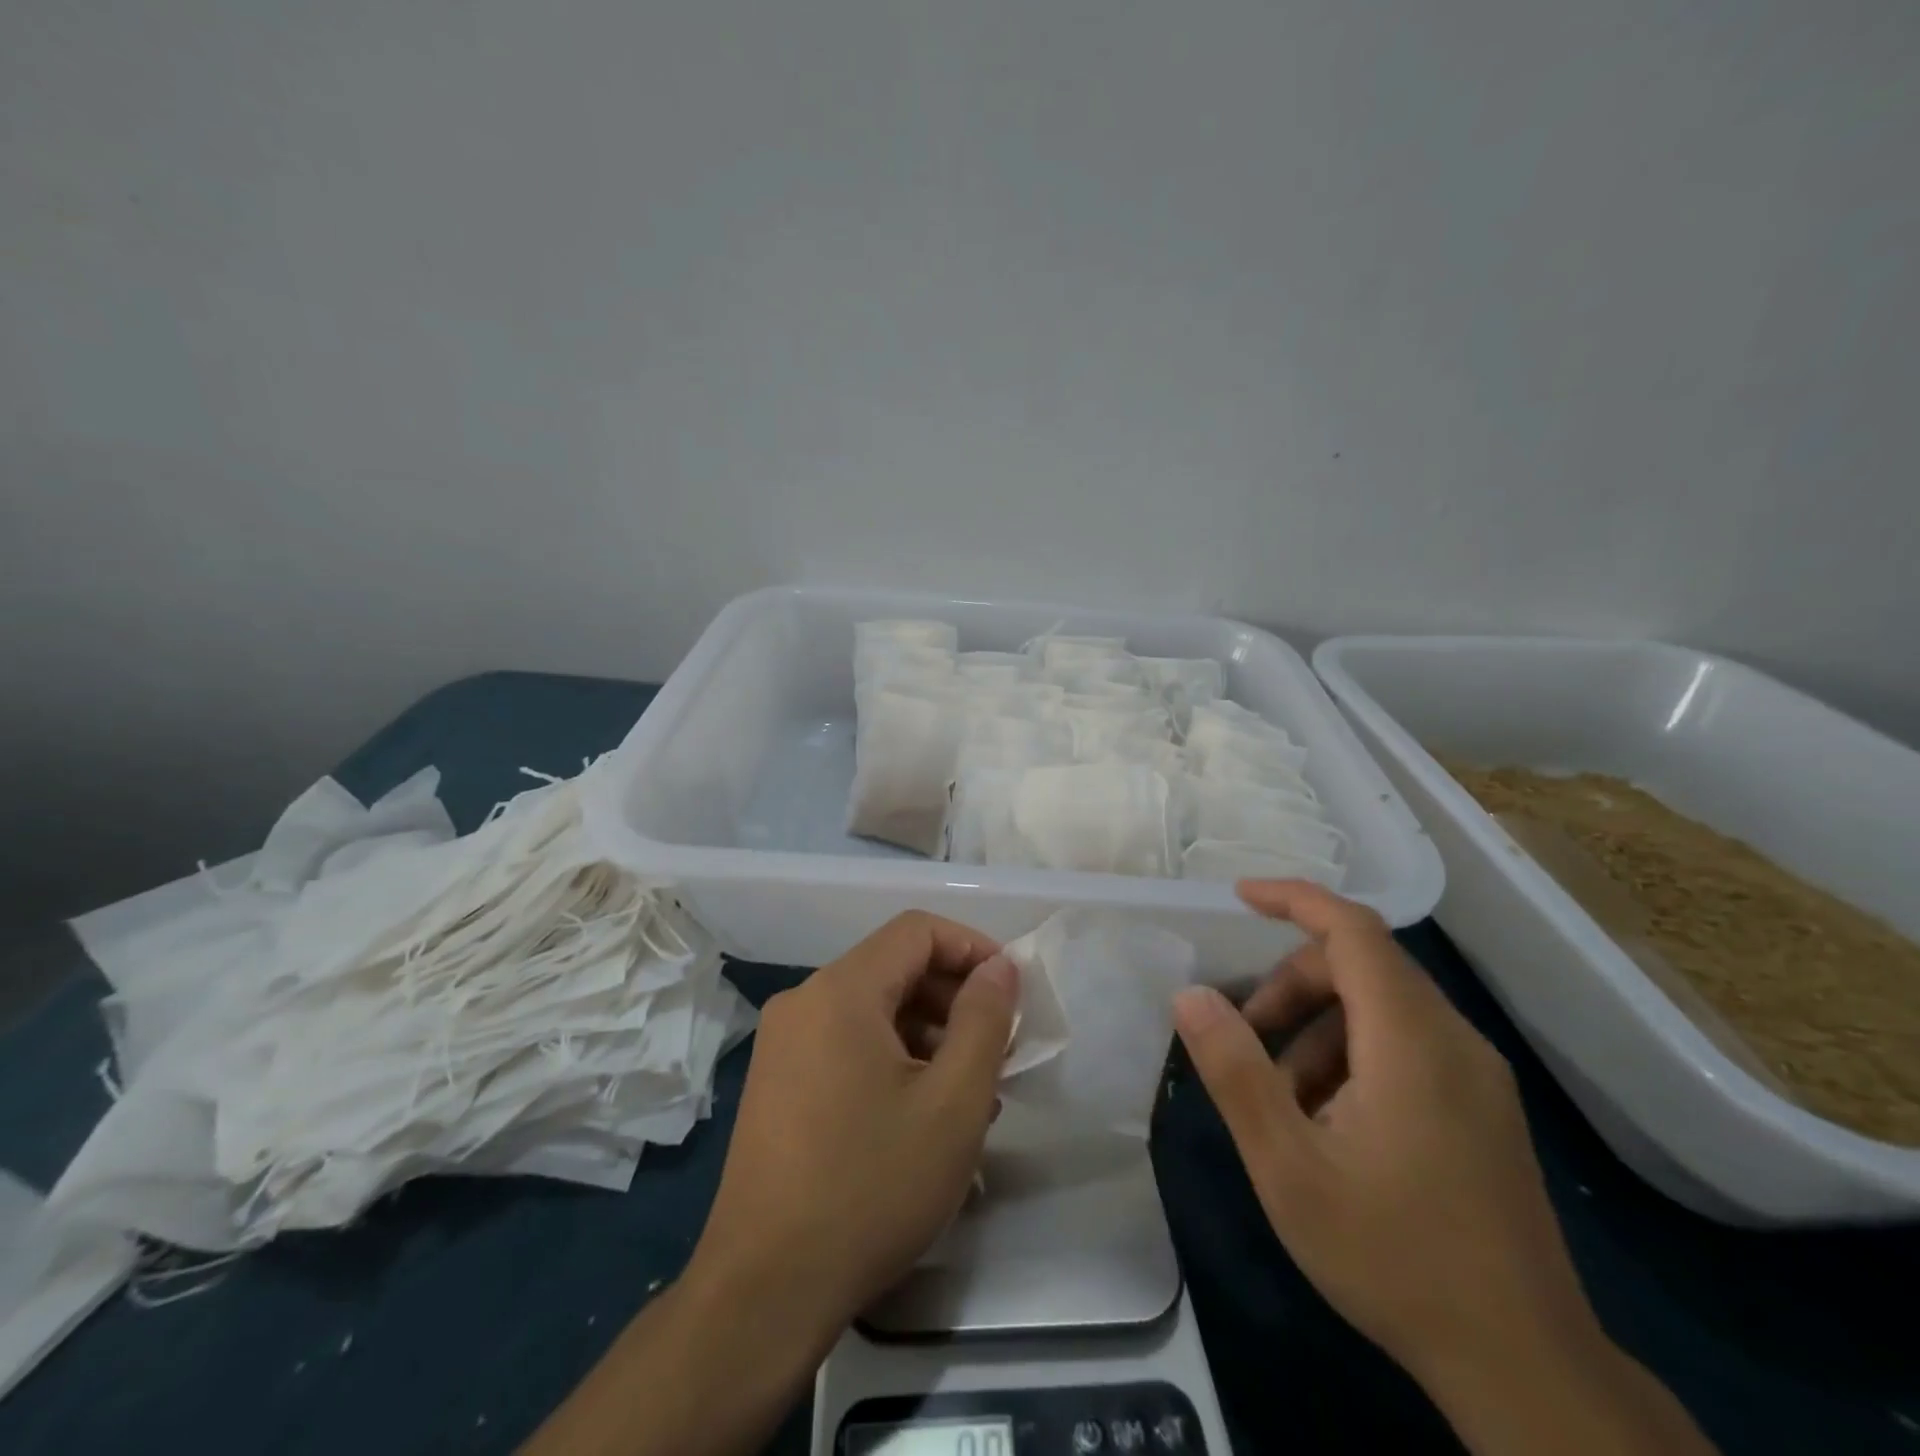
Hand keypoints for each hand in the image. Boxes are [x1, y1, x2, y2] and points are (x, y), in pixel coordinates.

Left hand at [691, 911, 1017, 1336]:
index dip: (972, 948)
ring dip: (927, 1035)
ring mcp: (783, 1043)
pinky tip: (922, 1113)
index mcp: (841, 990)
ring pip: (872, 1010)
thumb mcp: (952, 1103)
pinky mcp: (777, 1082)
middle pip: (894, 968)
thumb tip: (999, 966)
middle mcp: (804, 1001)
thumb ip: (983, 1020)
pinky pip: (846, 1044)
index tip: (1010, 992)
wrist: (763, 1291)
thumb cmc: (871, 1186)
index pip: (917, 931)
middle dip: (953, 999)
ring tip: (970, 1093)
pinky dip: (892, 1059)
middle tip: (997, 1050)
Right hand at [1172, 880, 1594, 1388]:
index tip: (1239, 896)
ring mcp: (1478, 1075)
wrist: (1526, 1368)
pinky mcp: (1485, 1107)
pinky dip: (1353, 1053)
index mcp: (1411, 1040)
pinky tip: (1332, 1123)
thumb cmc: (1394, 1256)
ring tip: (1285, 1099)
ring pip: (1383, 1006)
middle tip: (1248, 1039)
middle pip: (1362, 966)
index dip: (1295, 899)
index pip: (1353, 929)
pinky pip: (1407, 1042)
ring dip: (1319, 1027)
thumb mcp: (1288, 1166)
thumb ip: (1235, 1071)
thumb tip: (1190, 995)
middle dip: (1292, 984)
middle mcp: (1455, 1040)